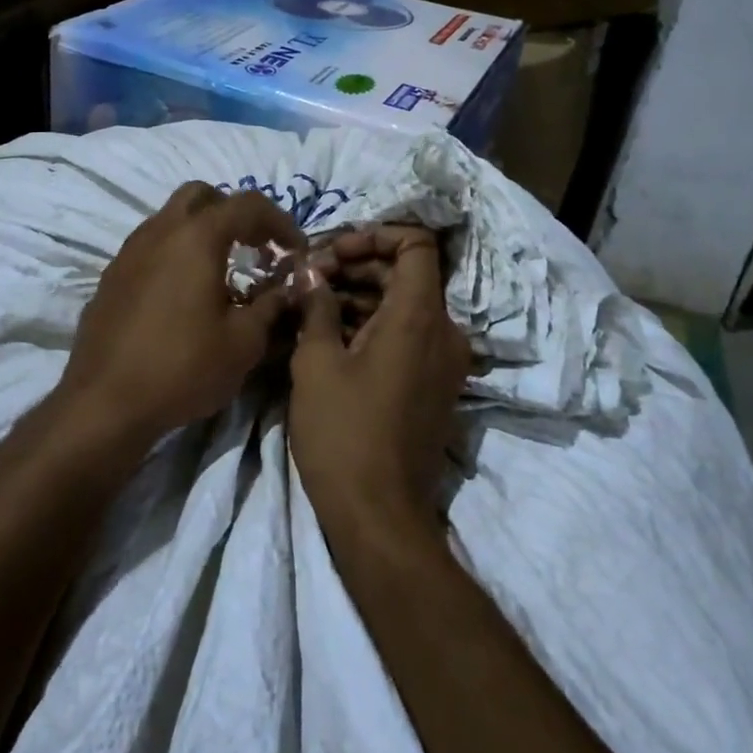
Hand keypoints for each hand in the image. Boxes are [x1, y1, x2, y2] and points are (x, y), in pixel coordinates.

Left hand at [64, 182, 305, 440]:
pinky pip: (151, 246)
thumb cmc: (183, 367)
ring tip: (223, 271)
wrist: (105, 403)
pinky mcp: (112, 276)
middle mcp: (160, 230)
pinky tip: (185, 293)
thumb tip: (288, 286)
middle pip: (202, 196)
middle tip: (256, 247)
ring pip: (172, 218)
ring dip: (203, 231)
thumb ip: (271, 304)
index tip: (296, 251)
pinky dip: (176, 253)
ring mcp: (129, 251)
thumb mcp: (244, 341)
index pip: (248, 204)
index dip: (280, 221)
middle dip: (235, 213)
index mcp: (197, 237)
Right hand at [289, 227, 470, 534]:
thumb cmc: (343, 432)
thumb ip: (317, 306)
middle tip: (309, 278)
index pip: (416, 244)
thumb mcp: (316, 363)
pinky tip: (329, 335)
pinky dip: (373, 325)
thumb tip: (310, 272)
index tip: (332, 251)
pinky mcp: (434, 384)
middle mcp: (444, 332)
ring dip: (360, 295)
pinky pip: (407, 335)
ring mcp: (443, 361)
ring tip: (310, 304)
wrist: (379, 517)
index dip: (374, 235)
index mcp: (419, 317)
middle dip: (356, 266)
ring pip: (404, 304)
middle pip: (406, 273)